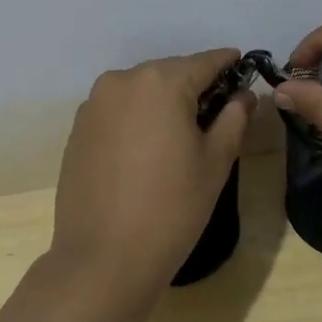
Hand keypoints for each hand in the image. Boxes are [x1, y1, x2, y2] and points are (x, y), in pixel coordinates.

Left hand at [51, 49, 253, 293]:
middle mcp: (122, 80)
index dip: (226, 63)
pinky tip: (146, 149)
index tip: (241, 65)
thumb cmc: (172, 208)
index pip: (203, 62)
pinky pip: (117, 110)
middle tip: (216, 109)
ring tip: (180, 132)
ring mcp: (94, 104)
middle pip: (169, 73)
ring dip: (162, 101)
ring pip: (140, 91)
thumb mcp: (215, 162)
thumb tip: (243, 95)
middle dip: (193, 85)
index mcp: (160, 82)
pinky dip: (136, 118)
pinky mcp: (77, 128)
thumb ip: (234, 118)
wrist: (103, 259)